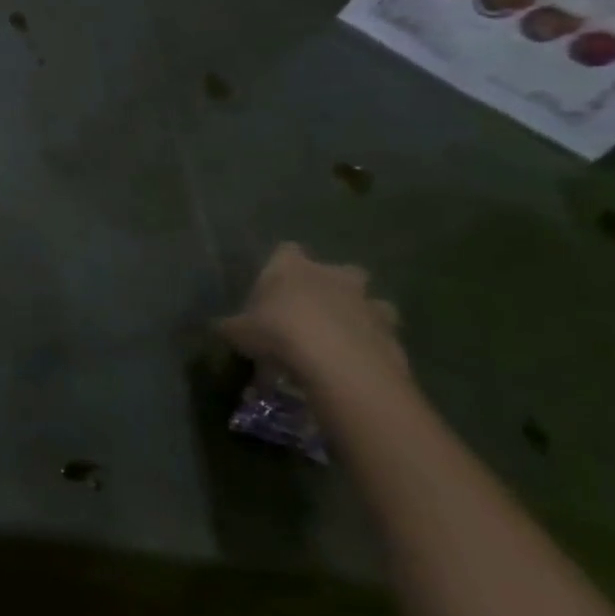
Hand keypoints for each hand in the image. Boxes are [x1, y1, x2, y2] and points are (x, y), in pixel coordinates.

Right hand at [218, 243, 408, 390]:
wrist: (338, 365)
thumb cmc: (278, 334)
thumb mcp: (237, 332)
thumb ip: (231, 326)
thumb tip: (221, 327)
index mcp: (292, 267)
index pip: (286, 250)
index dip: (281, 266)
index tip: (273, 287)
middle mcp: (333, 276)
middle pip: (338, 270)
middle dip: (330, 286)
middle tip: (312, 311)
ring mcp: (368, 303)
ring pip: (368, 302)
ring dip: (357, 315)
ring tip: (339, 340)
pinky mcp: (392, 333)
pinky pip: (381, 334)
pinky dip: (371, 345)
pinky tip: (355, 364)